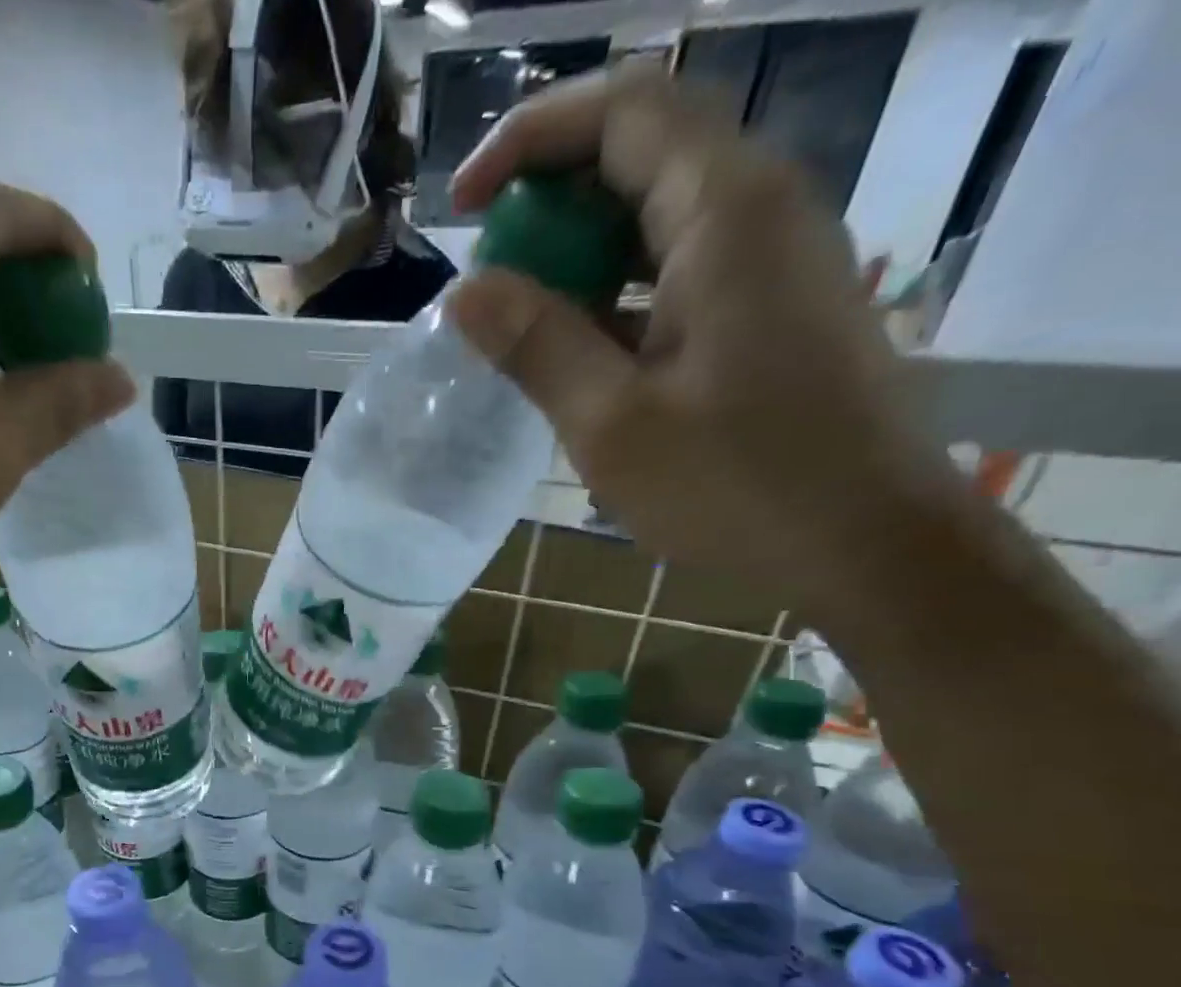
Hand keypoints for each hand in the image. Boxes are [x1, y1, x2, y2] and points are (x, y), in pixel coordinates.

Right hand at [448, 65, 956, 618]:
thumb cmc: (736, 484)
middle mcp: (759, 207)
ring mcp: (772, 257)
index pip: (622, 109)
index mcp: (724, 213)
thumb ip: (536, 345)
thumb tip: (464, 291)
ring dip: (578, 251)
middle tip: (487, 275)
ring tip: (517, 320)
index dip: (528, 138)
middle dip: (547, 198)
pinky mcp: (770, 306)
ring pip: (657, 213)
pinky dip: (615, 291)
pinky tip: (576, 352)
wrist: (863, 540)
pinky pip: (678, 268)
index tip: (461, 209)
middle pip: (641, 151)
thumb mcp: (611, 424)